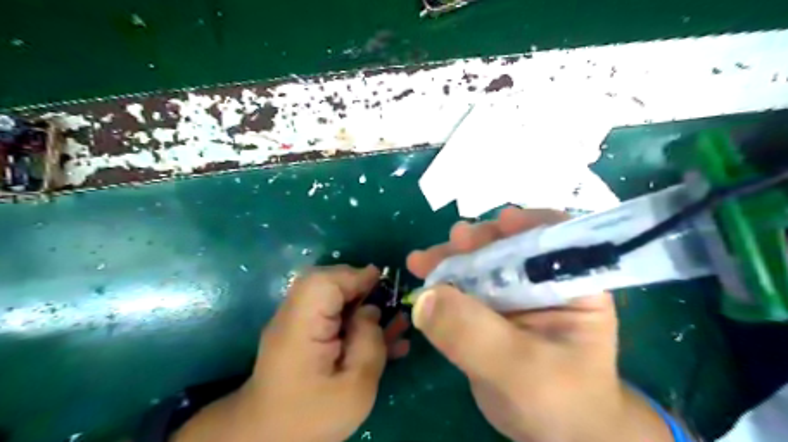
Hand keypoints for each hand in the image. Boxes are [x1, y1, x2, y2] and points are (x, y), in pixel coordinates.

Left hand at [172, 267, 405, 441]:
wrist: (268, 438)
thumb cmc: (310, 417)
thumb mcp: (353, 388)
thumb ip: (368, 344)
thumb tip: (371, 311)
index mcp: (302, 326)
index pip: (325, 281)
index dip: (355, 276)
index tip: (382, 281)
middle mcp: (295, 315)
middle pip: (328, 283)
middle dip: (361, 287)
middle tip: (388, 301)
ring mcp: (299, 324)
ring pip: (332, 297)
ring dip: (362, 304)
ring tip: (392, 320)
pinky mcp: (305, 335)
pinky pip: (332, 316)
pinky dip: (355, 319)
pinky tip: (382, 336)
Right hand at [407, 207, 669, 441]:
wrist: (552, 434)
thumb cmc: (559, 403)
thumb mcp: (521, 372)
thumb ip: (475, 335)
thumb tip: (425, 297)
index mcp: (573, 285)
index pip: (559, 239)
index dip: (531, 224)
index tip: (503, 221)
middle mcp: (542, 281)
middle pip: (510, 245)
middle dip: (480, 240)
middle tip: (453, 241)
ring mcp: (512, 294)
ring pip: (480, 263)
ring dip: (452, 257)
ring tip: (423, 260)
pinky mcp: (488, 309)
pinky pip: (462, 286)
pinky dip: (440, 280)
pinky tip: (420, 274)